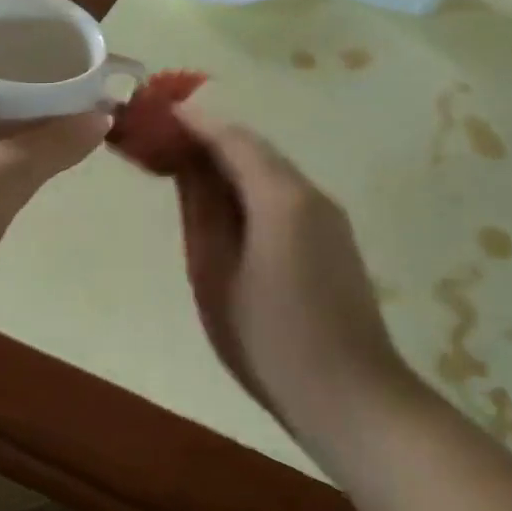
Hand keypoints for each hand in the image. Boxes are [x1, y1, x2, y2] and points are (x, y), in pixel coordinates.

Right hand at [173, 110, 416, 447]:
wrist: (353, 398)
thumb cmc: (270, 341)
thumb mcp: (217, 276)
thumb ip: (201, 213)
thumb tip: (187, 167)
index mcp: (280, 196)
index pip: (232, 138)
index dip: (194, 122)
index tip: (158, 112)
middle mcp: (310, 192)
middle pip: (255, 149)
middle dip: (211, 138)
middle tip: (166, 140)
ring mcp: (328, 215)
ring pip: (272, 171)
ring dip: (231, 163)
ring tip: (187, 169)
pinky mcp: (335, 238)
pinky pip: (286, 195)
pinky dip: (252, 187)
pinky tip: (228, 207)